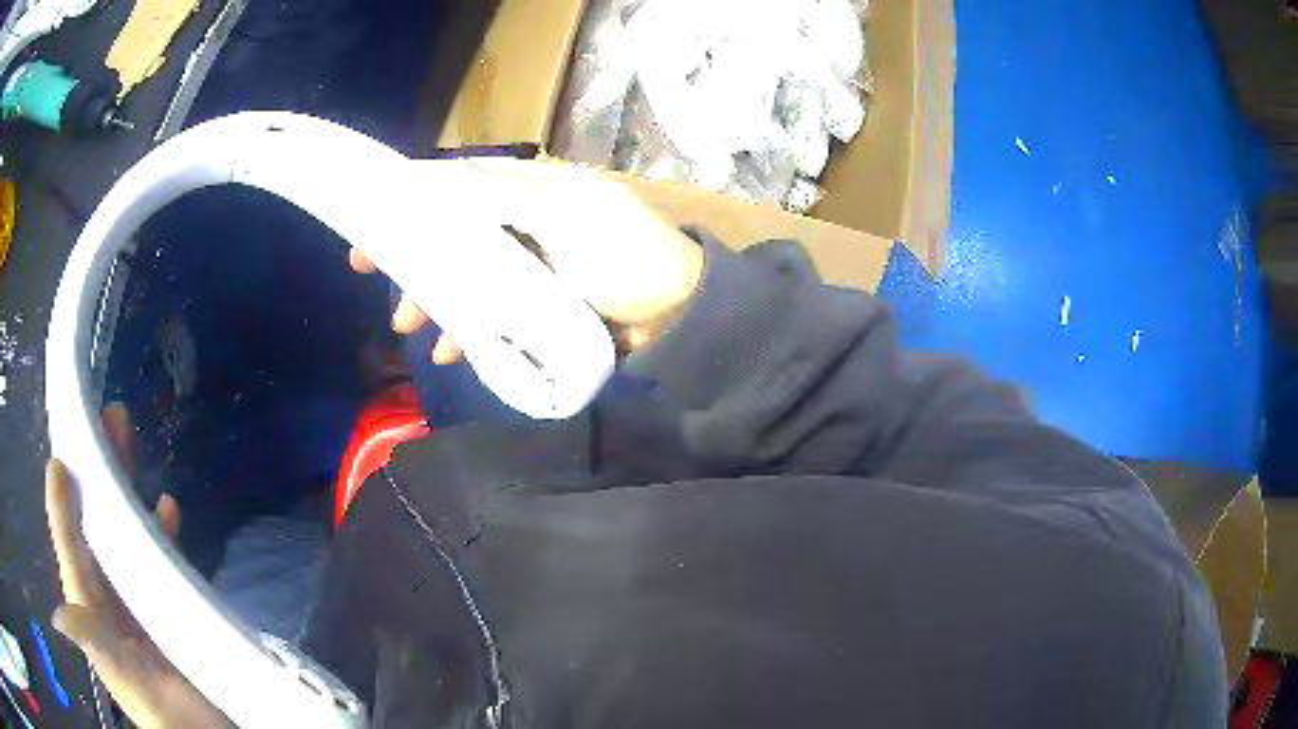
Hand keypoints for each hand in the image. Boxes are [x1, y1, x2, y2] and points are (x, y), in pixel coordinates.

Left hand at [46, 404, 230, 727]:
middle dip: (98, 471)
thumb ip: (93, 644)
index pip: (68, 541)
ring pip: (125, 531)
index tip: (64, 448)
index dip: (62, 495)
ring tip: (127, 438)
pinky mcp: (171, 608)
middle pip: (96, 522)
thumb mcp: (122, 679)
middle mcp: (109, 595)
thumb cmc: (160, 712)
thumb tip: (58, 611)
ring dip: (125, 487)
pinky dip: (160, 529)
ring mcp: (139, 600)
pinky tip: (168, 507)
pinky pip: (160, 558)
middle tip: (108, 420)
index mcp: (90, 606)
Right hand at [350, 159, 704, 359]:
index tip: (372, 222)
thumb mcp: (561, 215)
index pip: (457, 186)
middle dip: (413, 255)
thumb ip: (500, 198)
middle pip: (452, 233)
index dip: (411, 200)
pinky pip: (490, 311)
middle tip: (371, 275)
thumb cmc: (623, 252)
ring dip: (434, 298)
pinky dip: (468, 327)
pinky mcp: (537, 304)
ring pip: (466, 275)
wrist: (676, 311)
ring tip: (408, 327)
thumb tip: (437, 180)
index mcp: (528, 191)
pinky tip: (452, 351)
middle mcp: (521, 222)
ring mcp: (528, 266)